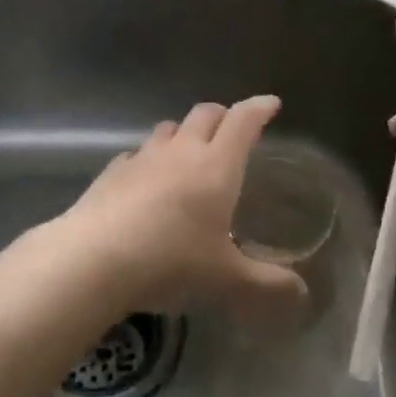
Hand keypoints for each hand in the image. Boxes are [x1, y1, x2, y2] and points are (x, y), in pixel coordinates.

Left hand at [57, 97, 307, 321]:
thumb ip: (266, 284)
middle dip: (222, 115)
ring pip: (168, 128)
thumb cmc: (171, 261)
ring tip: (189, 150)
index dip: (258, 109)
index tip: (270, 103)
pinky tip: (146, 179)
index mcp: (216, 166)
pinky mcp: (113, 171)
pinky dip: (149, 159)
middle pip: (205, 114)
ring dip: (184, 132)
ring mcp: (143, 157)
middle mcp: (181, 151)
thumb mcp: (226, 280)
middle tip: (232, 128)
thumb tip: (301, 293)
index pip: (243, 121)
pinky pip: (137, 154)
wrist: (95, 258)